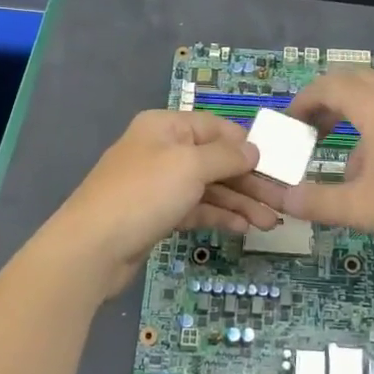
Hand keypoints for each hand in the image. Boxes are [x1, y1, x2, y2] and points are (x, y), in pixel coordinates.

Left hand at [44, 111, 280, 297]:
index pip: (214, 127)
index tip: (275, 163)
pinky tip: (243, 227)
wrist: (92, 248)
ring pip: (208, 187)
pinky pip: (196, 209)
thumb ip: (226, 156)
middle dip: (248, 180)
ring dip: (240, 202)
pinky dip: (219, 216)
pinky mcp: (157, 215)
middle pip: (214, 159)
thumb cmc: (144, 194)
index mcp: (165, 126)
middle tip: (281, 200)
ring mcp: (158, 184)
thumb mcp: (190, 166)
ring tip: (270, 222)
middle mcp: (162, 150)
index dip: (245, 144)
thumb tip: (253, 150)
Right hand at [230, 68, 373, 261]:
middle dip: (324, 103)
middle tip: (307, 131)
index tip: (286, 127)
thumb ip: (317, 201)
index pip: (328, 86)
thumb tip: (282, 198)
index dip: (301, 103)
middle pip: (352, 83)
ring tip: (338, 157)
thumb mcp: (362, 208)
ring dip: (350, 117)